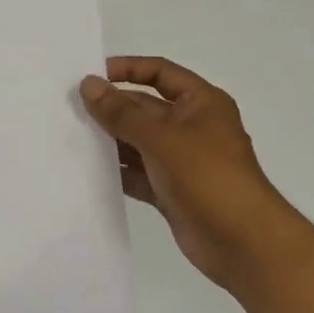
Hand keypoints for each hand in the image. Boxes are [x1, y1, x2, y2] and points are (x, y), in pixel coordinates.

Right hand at [79, 57, 306, 286]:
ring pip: (138, 142)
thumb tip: (89, 84)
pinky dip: (117, 171)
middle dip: (112, 108)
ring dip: (110, 140)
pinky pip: (138, 173)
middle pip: (145, 108)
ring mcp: (181, 161)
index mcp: (201, 104)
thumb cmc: (208, 177)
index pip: (160, 73)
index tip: (92, 76)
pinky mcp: (171, 190)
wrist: (244, 243)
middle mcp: (192, 127)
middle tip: (69, 109)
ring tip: (71, 137)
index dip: (128, 69)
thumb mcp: (161, 138)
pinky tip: (87, 170)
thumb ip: (121, 113)